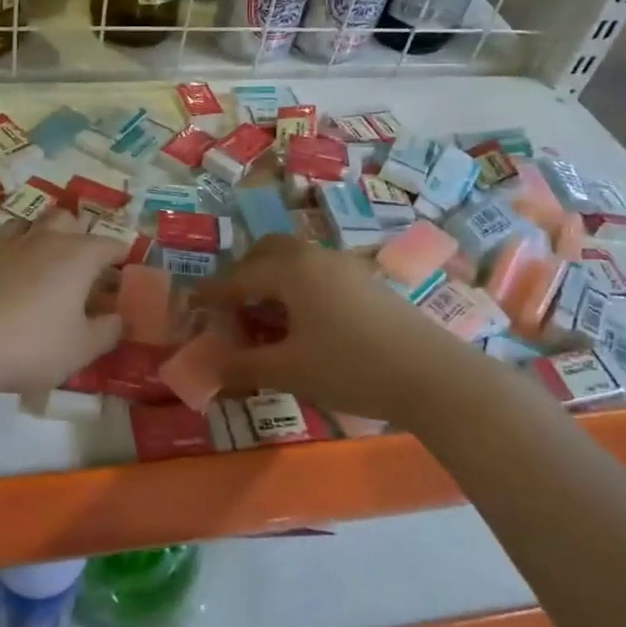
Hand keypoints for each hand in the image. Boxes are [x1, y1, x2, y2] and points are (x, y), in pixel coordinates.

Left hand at [0, 213, 124, 397]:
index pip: (109, 244)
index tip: (126, 265)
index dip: (121, 254)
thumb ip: (108, 331)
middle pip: (67, 219)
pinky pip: (3, 242)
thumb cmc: (34, 345)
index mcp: (78, 256)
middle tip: (83, 262)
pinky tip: (11, 273)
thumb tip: (121, 318)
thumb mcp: (82, 348)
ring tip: (45, 259)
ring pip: (31, 223)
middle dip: (79, 234)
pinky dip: (13, 251)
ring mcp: (9, 245)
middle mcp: (45, 240)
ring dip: (42, 234)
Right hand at [193, 236, 458, 423]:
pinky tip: (305, 324)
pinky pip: (318, 274)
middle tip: (234, 308)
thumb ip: (243, 364)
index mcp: (291, 270)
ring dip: (273, 282)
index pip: (240, 277)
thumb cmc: (351, 367)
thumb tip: (208, 364)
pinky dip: (298, 289)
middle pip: (269, 252)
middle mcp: (316, 257)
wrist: (433, 375)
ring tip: (268, 321)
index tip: (192, 302)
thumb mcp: (289, 370)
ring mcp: (346, 267)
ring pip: (296, 261)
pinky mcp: (368, 283)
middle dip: (245, 274)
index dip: (213, 293)